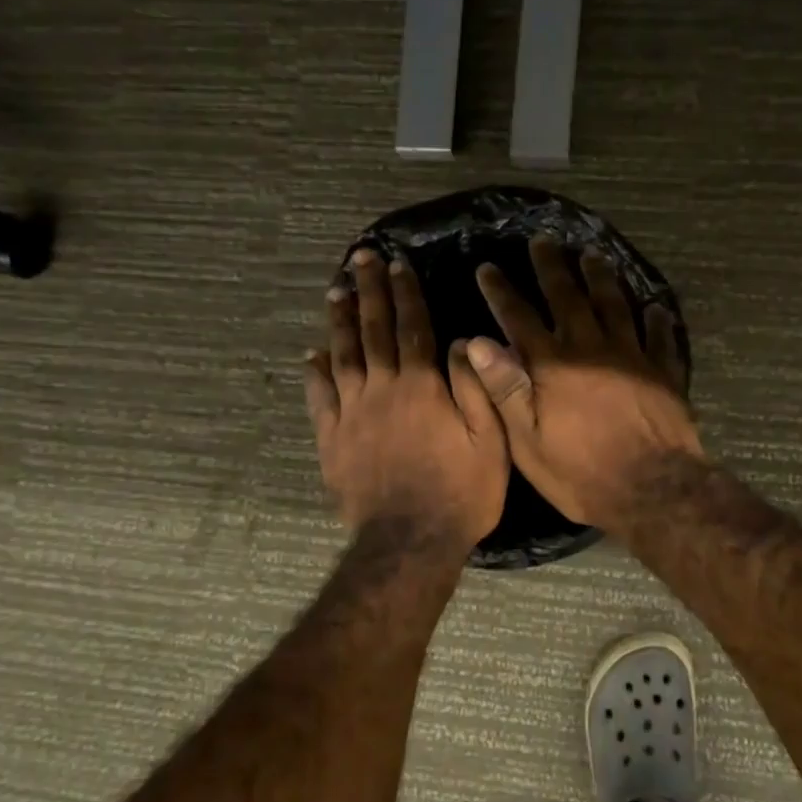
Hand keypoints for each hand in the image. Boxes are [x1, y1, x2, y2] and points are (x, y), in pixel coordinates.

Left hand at [304, 248, 509, 550]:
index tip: (397, 263)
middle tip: (360, 258)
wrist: (409, 543)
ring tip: (336, 291)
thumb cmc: (461, 492)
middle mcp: (381, 389)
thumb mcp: (489, 441)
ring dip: (339, 320)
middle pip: (373, 330)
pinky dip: (315, 372)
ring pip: (342, 355)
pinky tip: (312, 354)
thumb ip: (475, 387)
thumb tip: (461, 341)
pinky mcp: (331, 439)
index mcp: (421, 386)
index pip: (412, 327)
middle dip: (368, 291)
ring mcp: (351, 413)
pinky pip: (319, 397)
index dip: (406, 292)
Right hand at [465, 237, 701, 535]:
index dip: (501, 292)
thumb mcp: (528, 440)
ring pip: (615, 305)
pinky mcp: (664, 372)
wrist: (652, 489)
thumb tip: (477, 342)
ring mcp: (632, 356)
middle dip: (552, 267)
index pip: (519, 318)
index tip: (488, 268)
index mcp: (553, 365)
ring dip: (601, 278)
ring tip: (592, 255)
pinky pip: (660, 337)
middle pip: (569, 297)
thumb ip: (504, 388)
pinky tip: (655, 306)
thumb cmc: (581, 472)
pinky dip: (657, 320)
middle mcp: (591, 348)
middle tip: (543, 240)